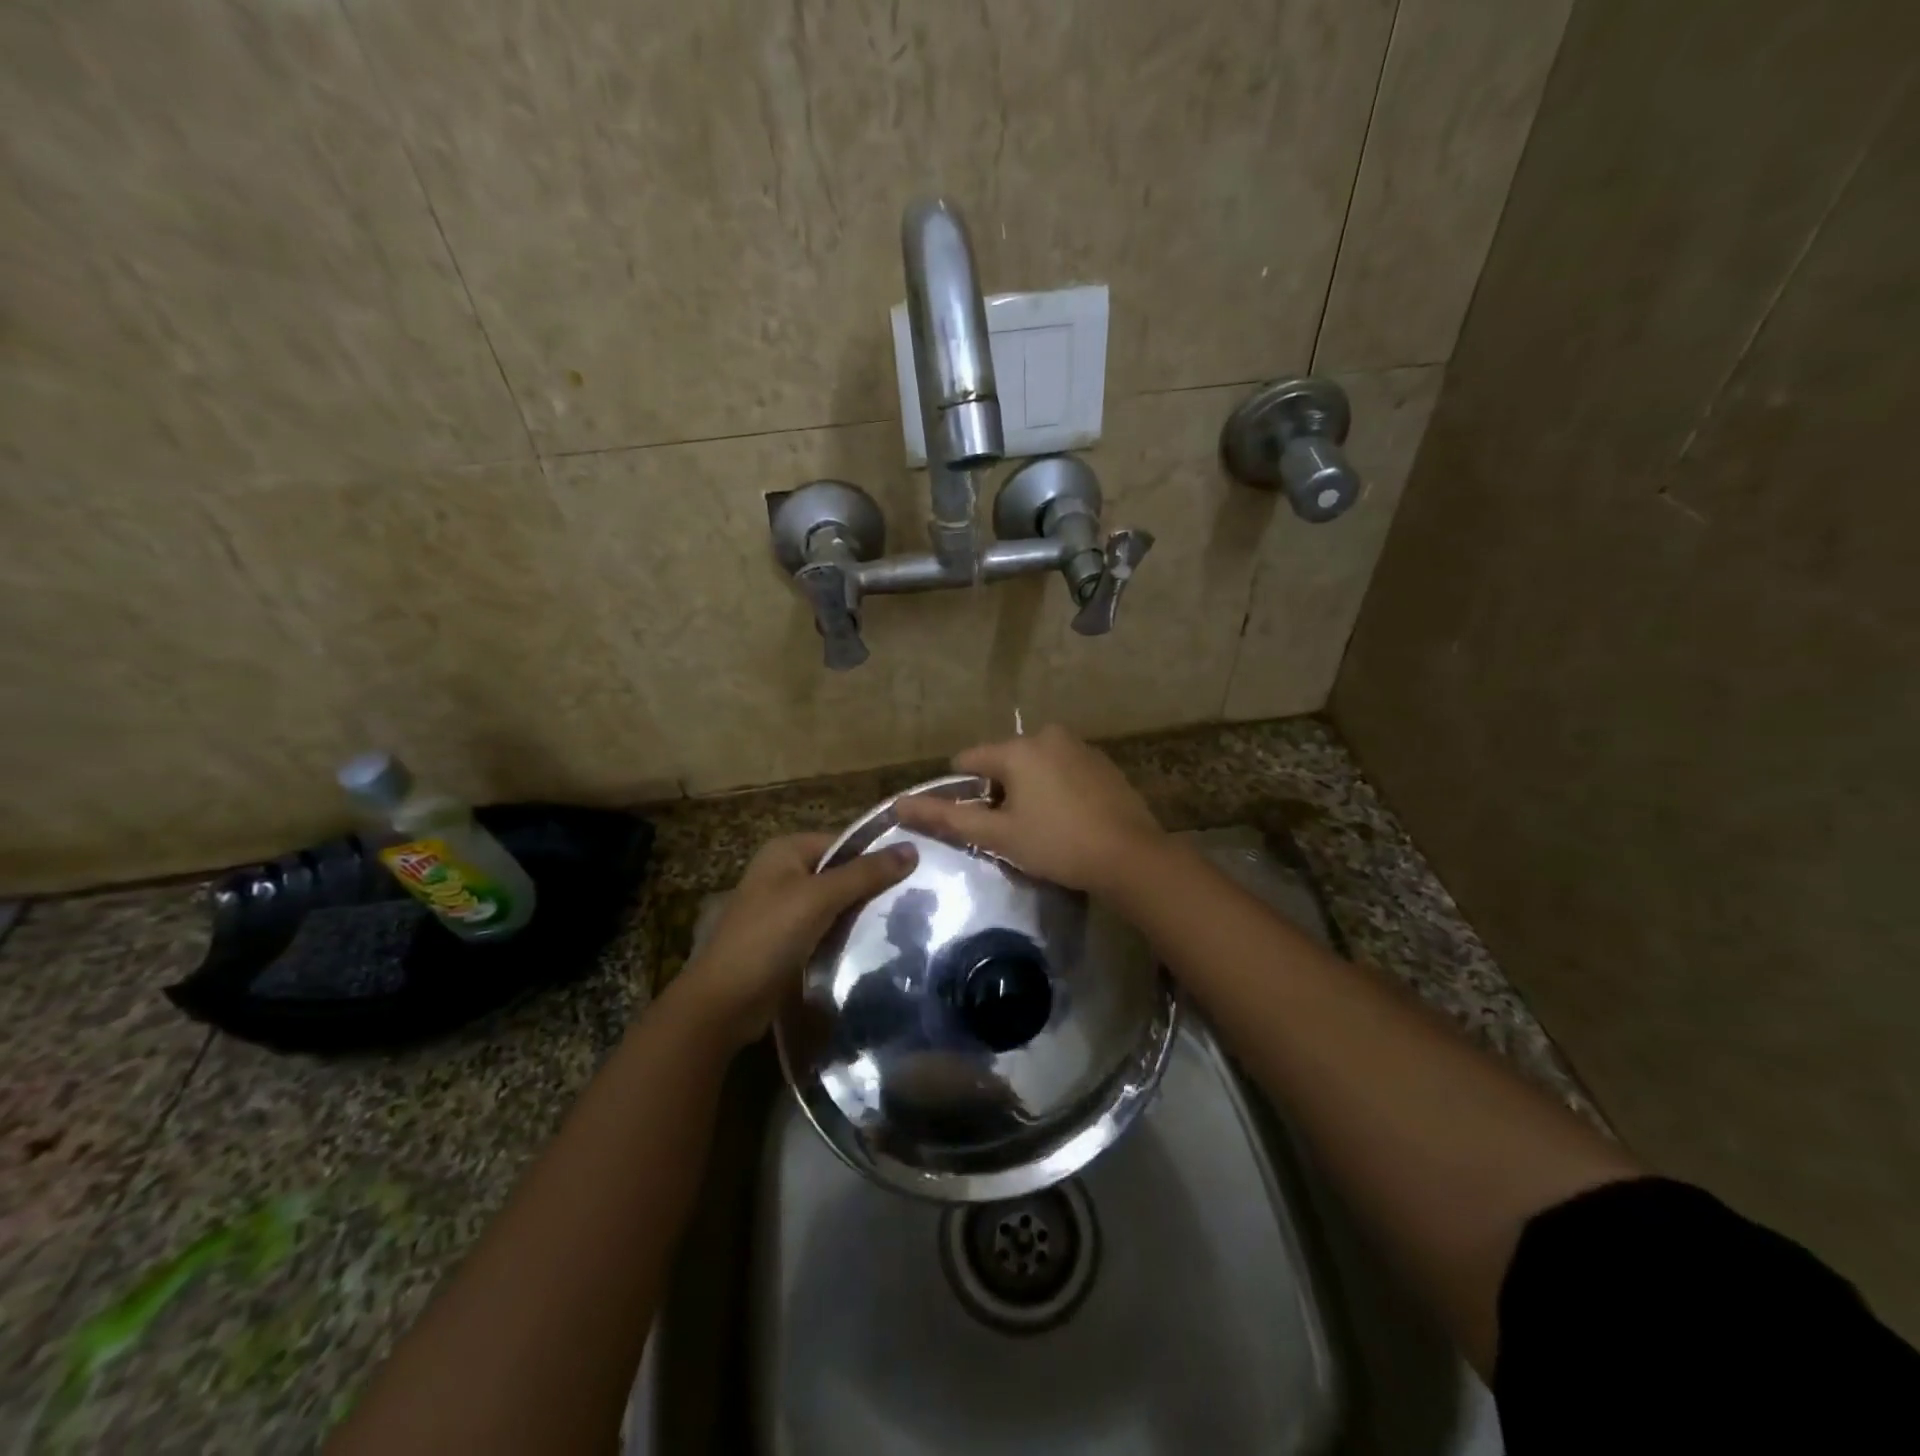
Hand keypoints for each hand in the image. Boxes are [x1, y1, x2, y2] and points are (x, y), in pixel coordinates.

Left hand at [672, 832, 915, 1049]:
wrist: (724, 1002)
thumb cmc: (768, 936)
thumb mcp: (819, 898)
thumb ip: (865, 873)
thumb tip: (913, 848)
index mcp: (786, 850)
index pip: (845, 842)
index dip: (878, 854)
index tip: (918, 870)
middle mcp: (784, 872)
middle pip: (841, 872)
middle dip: (873, 886)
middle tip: (917, 898)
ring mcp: (784, 908)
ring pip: (836, 903)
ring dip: (862, 913)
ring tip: (906, 920)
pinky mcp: (788, 940)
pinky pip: (827, 928)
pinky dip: (847, 934)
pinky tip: (877, 943)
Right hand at [893, 725, 1164, 893]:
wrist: (1131, 857)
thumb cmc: (1057, 845)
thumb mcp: (998, 835)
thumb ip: (947, 817)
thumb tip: (899, 804)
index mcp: (1017, 748)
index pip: (968, 761)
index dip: (963, 793)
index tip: (975, 823)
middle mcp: (1047, 735)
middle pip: (1003, 762)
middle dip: (999, 792)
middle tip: (1011, 831)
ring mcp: (1079, 746)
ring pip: (1033, 765)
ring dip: (1028, 790)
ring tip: (1041, 828)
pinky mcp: (1102, 762)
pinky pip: (1062, 769)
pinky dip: (1055, 788)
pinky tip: (1067, 819)